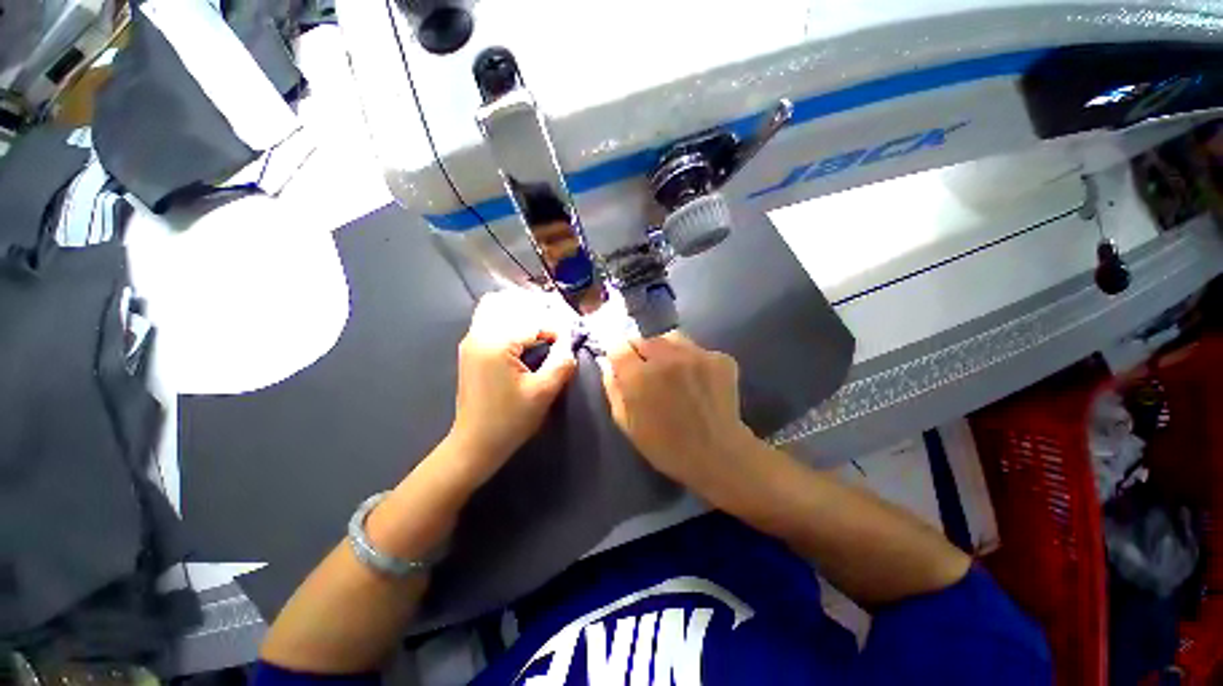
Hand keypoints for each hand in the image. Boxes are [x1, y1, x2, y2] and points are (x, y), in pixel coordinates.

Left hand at [447, 290, 576, 483]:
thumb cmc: (510, 420)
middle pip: (509, 303)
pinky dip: (508, 320)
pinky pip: (489, 320)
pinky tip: (524, 336)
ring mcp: (471, 340)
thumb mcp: (544, 392)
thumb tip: (569, 343)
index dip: (556, 330)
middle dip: (536, 311)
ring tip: (541, 328)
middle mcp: (479, 334)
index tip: (569, 342)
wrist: (475, 444)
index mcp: (496, 343)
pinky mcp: (471, 349)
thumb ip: (561, 362)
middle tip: (555, 329)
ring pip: (495, 307)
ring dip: (520, 312)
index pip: (533, 322)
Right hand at [600, 332, 759, 497]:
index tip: (622, 363)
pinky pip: (696, 349)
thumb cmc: (665, 446)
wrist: (719, 455)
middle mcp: (667, 357)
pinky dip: (692, 360)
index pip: (619, 345)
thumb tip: (608, 362)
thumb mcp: (626, 423)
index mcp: (640, 376)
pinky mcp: (720, 357)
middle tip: (649, 372)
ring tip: (673, 371)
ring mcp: (697, 355)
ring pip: (671, 338)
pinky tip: (697, 380)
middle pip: (644, 338)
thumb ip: (613, 387)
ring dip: (666, 350)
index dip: (618, 354)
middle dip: (641, 353)